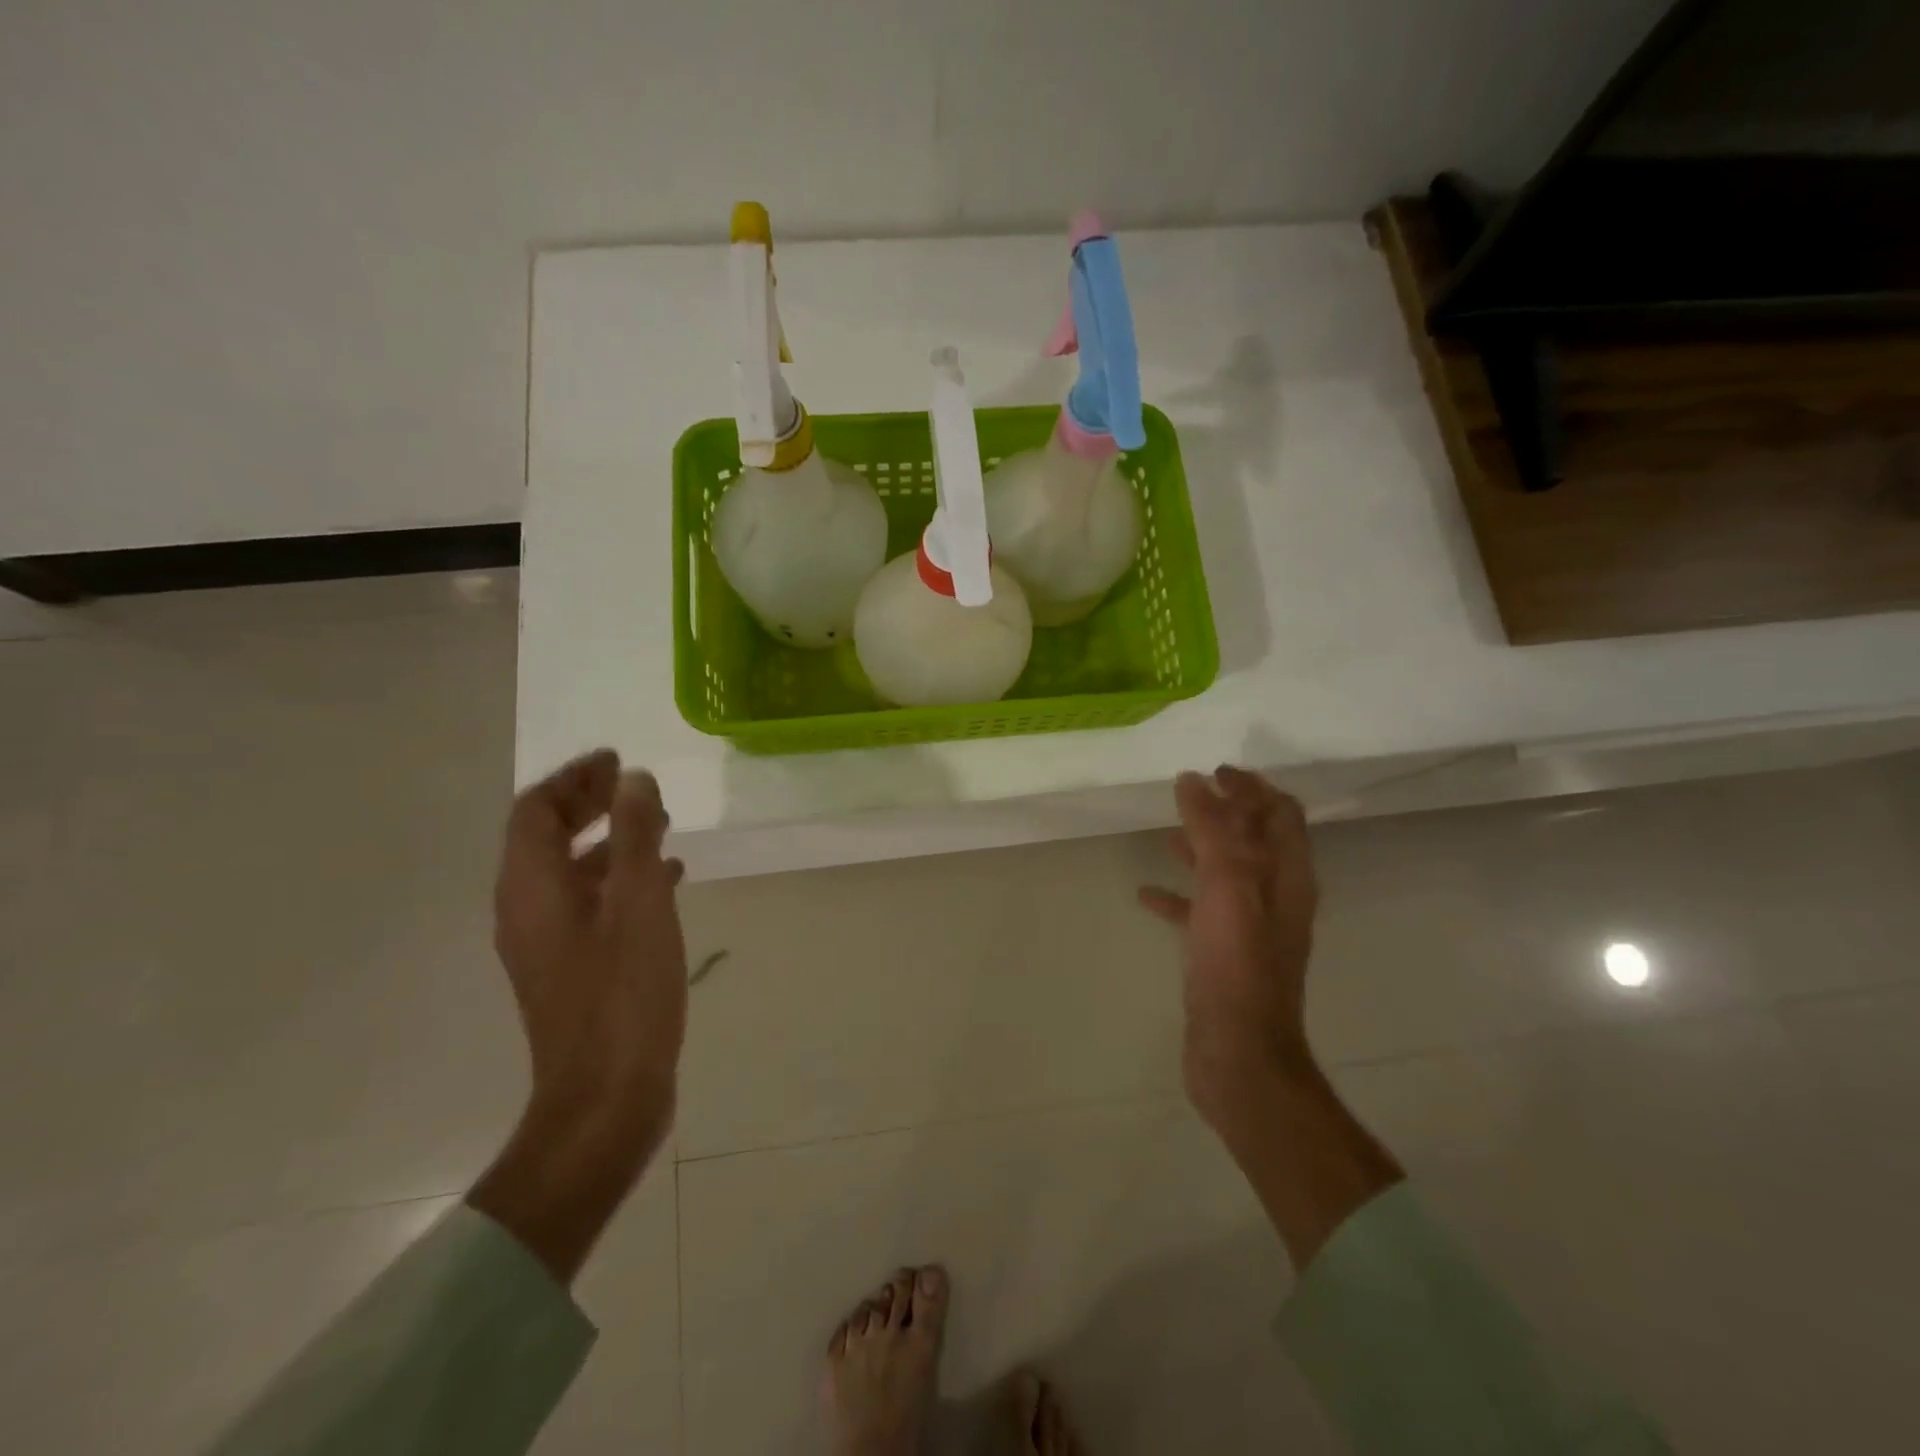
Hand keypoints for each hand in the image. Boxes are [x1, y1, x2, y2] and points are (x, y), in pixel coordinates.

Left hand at [473, 749, 686, 1281]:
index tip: (616, 760)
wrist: (606, 1098)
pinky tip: (666, 880)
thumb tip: (632, 780)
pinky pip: (588, 902)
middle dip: (588, 803)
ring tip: (659, 825)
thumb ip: (635, 835)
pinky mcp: (571, 968)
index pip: (534, 810)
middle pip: (545, 836)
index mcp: (532, 889)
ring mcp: (547, 943)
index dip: (573, 778)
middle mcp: (526, 910)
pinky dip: (619, 877)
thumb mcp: (640, 903)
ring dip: (608, 839)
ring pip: (570, 870)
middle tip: (634, 784)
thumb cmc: (623, 994)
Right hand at [1138, 766, 1318, 1132]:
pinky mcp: (1224, 956)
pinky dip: (1177, 895)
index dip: (1253, 788)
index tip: (1216, 772)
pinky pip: (1201, 911)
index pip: (1281, 815)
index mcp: (1287, 877)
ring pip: (1227, 874)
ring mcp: (1251, 930)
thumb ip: (1211, 829)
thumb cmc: (1236, 965)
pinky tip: (1145, 894)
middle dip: (1227, 812)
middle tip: (1191, 793)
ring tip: (1167, 835)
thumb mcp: (1226, 886)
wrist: (1239, 1054)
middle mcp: (1276, 898)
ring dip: (1202, 849)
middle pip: (1256, 840)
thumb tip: (1194, 781)